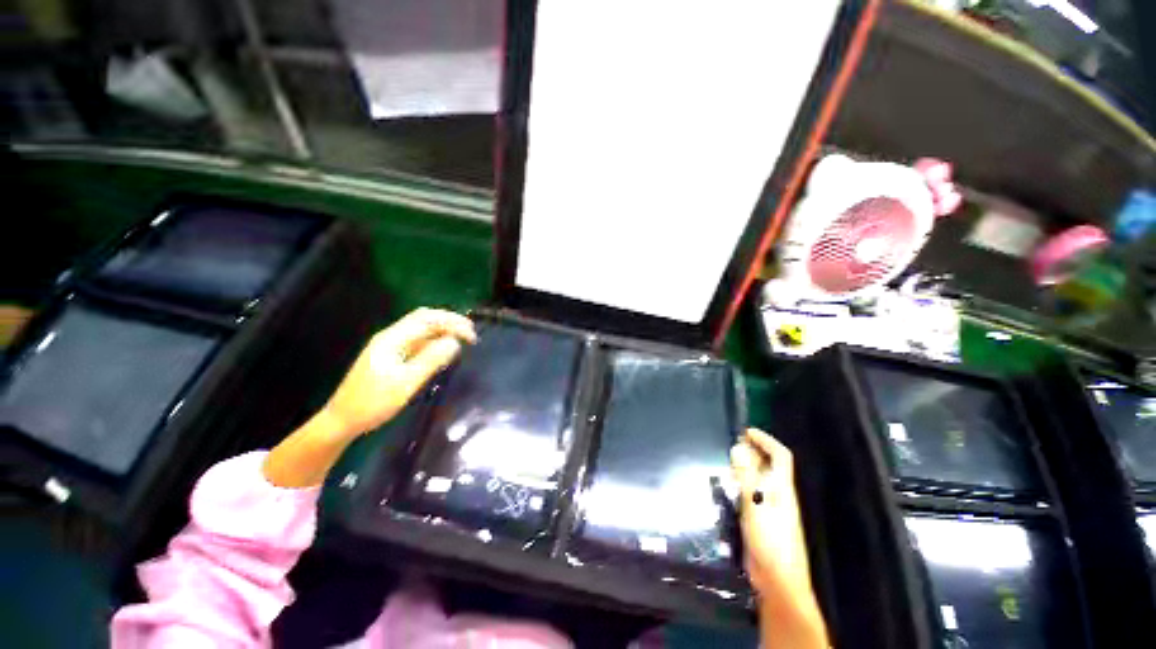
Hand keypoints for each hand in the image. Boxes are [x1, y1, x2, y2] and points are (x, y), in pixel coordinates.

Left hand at [323, 308, 476, 439]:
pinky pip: (418, 343)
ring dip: (443, 331)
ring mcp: (391, 347)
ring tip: (463, 340)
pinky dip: (434, 342)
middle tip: (471, 333)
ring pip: (422, 330)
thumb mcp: (406, 383)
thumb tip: (455, 342)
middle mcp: (392, 337)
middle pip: (424, 319)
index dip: (452, 322)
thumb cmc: (373, 402)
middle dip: (450, 322)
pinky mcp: (392, 357)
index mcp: (392, 338)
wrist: (342, 421)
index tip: (471, 335)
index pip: (427, 319)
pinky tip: (444, 350)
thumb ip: (431, 360)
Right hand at [731, 428, 827, 647]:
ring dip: (744, 468)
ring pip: (759, 480)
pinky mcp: (761, 520)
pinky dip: (740, 485)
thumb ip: (746, 476)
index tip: (746, 431)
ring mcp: (770, 508)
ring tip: (725, 463)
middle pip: (769, 466)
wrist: (777, 581)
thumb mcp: (755, 504)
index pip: (780, 456)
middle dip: (752, 452)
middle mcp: (778, 495)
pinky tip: (726, 488)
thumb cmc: (769, 540)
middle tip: (731, 445)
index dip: (765, 440)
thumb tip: (739, 447)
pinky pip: (751, 494)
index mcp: (782, 488)